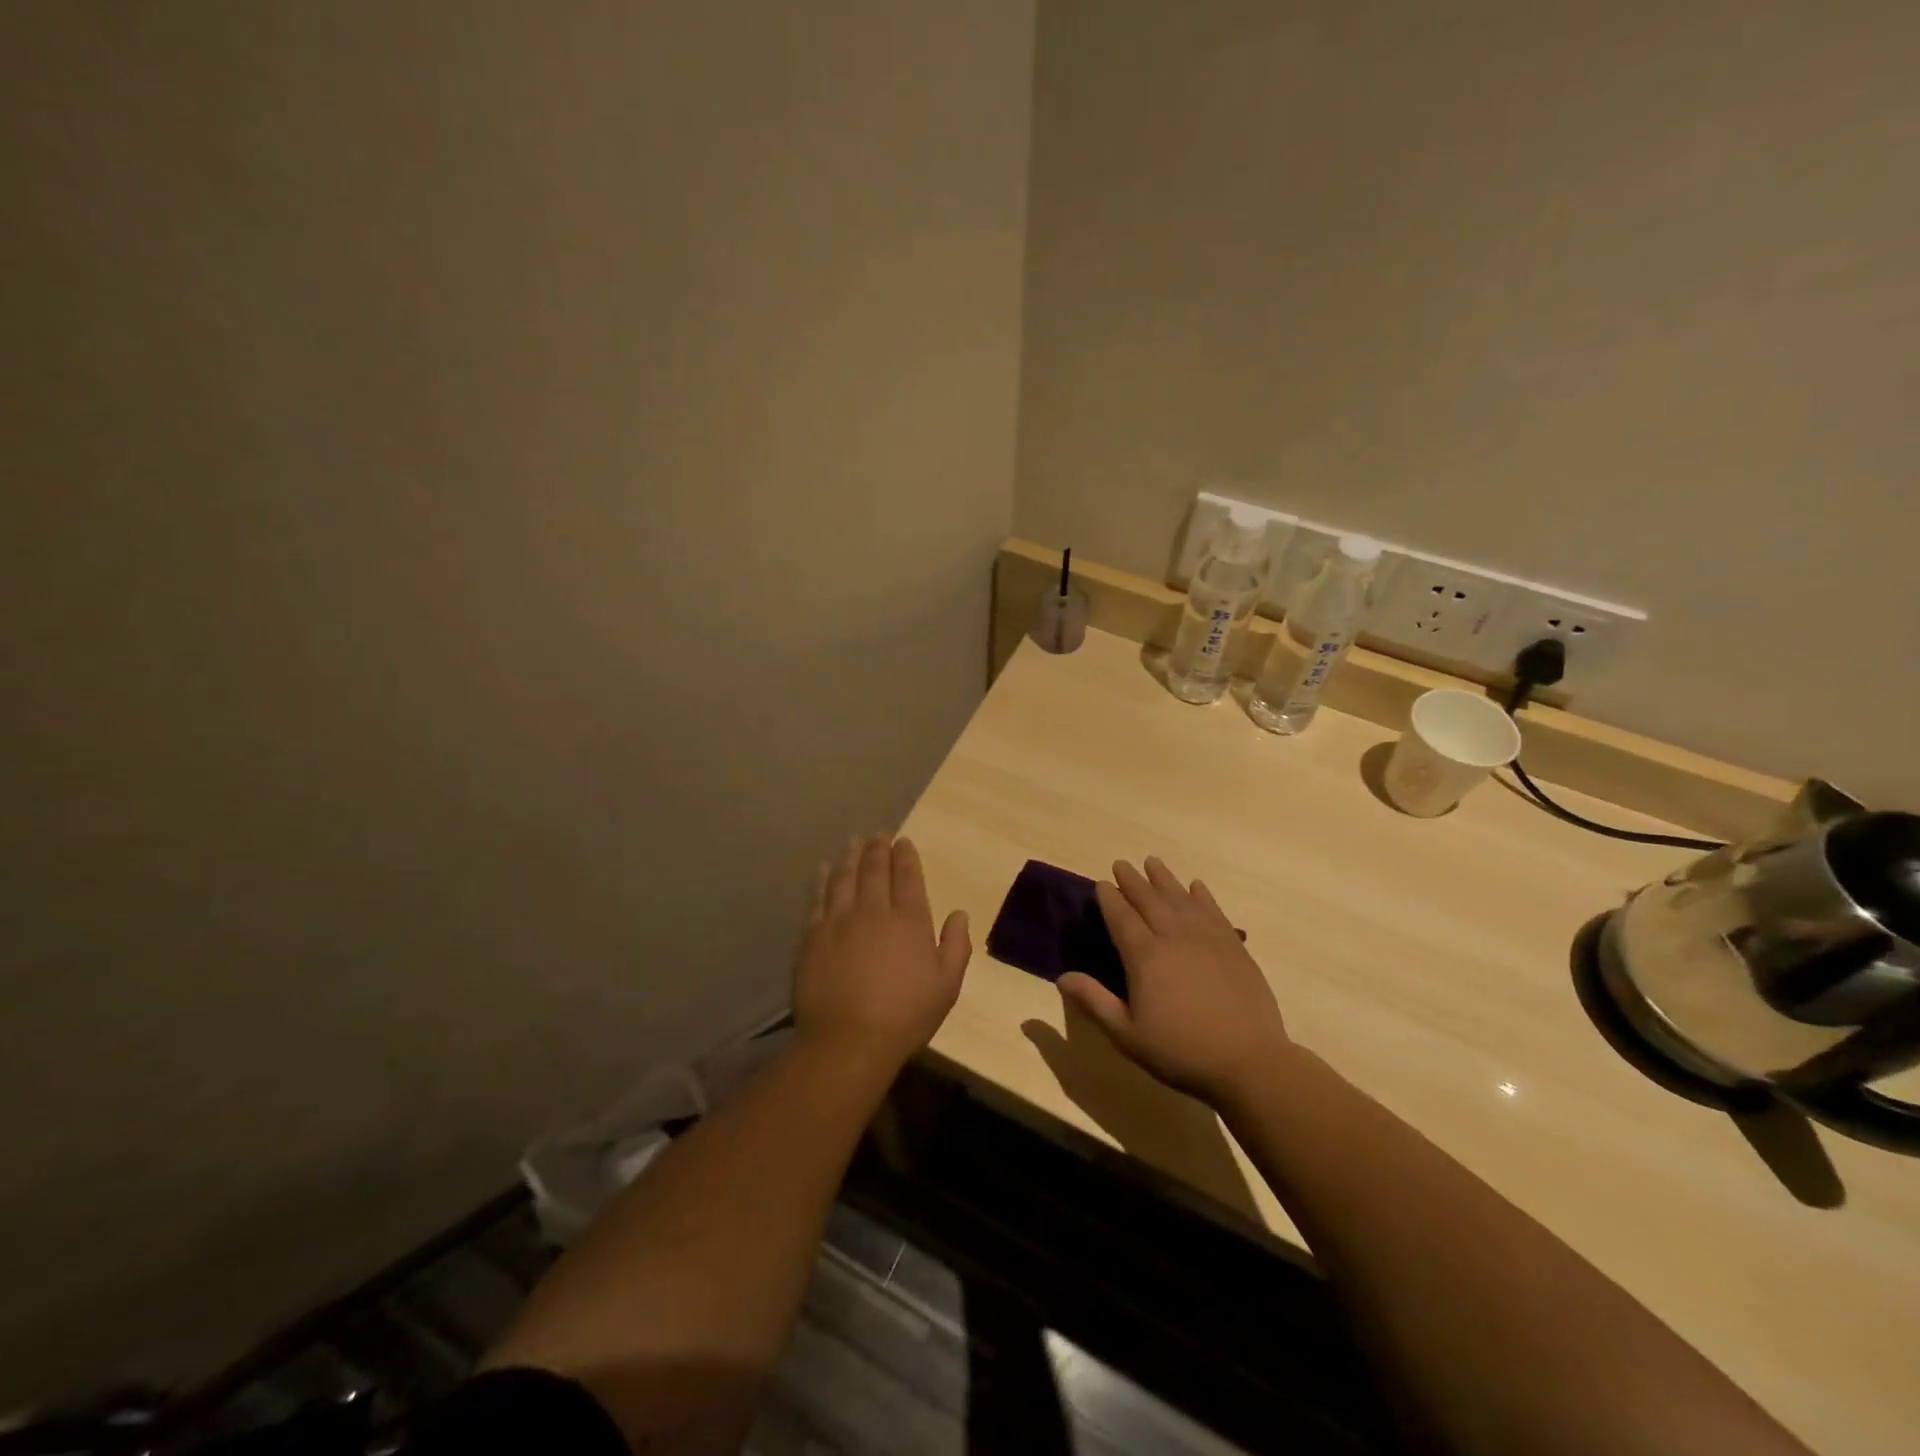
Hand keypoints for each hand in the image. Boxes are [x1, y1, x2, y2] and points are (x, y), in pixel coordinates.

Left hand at [793, 834, 971, 1069]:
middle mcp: (874, 910)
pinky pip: (817, 897)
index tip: (903, 842)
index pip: (908, 876)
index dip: (906, 856)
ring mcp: (839, 920)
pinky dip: (822, 879)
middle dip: (878, 848)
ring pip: (845, 877)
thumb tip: (959, 913)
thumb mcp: (947, 985)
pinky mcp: (812, 935)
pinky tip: (824, 868)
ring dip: (850, 856)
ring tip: (853, 842)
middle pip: (875, 869)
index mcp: (910, 920)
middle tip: (878, 835)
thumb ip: (956, 945)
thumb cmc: (906, 1016)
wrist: (849, 1040)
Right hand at [1058, 856, 1291, 1105]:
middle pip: (1149, 899)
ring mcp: (1207, 938)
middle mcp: (1173, 936)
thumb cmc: (1180, 1051)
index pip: (1121, 917)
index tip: (1101, 883)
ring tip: (1152, 862)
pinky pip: (1213, 910)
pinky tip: (1196, 886)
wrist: (1248, 1061)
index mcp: (1145, 956)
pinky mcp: (1233, 946)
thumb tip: (1061, 977)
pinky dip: (1202, 895)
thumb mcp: (1127, 1034)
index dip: (1109, 898)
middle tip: (1121, 864)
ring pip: (1180, 897)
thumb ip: (1094, 1001)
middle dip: (1132, 880)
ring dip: (1164, 878)